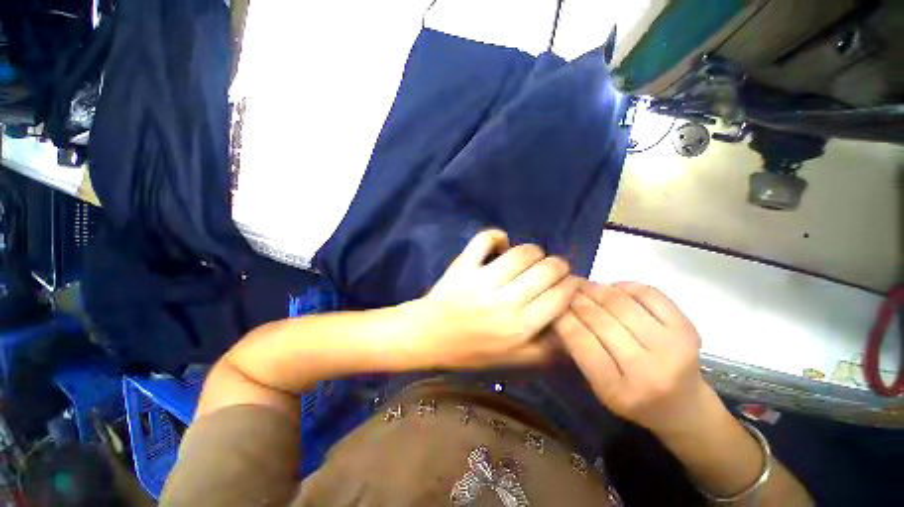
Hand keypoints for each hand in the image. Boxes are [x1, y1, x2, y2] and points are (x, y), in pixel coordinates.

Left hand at [415, 229, 577, 368]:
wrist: (428, 336)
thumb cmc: (470, 350)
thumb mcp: (512, 359)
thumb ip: (544, 348)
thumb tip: (570, 325)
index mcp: (519, 327)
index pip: (560, 296)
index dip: (571, 284)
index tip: (568, 283)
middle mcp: (504, 302)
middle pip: (547, 270)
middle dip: (558, 266)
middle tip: (553, 269)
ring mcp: (482, 280)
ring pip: (523, 253)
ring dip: (534, 252)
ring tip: (531, 259)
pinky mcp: (464, 265)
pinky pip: (485, 239)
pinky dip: (497, 237)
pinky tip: (500, 246)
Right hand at [554, 280, 709, 435]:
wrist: (684, 406)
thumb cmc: (632, 398)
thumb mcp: (597, 386)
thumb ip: (576, 350)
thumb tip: (558, 312)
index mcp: (619, 390)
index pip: (580, 341)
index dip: (563, 316)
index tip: (552, 303)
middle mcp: (649, 369)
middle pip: (600, 319)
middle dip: (576, 299)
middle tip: (564, 288)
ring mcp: (673, 346)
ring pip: (622, 303)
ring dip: (596, 288)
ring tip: (583, 285)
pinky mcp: (687, 328)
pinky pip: (648, 294)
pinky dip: (625, 286)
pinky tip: (612, 288)